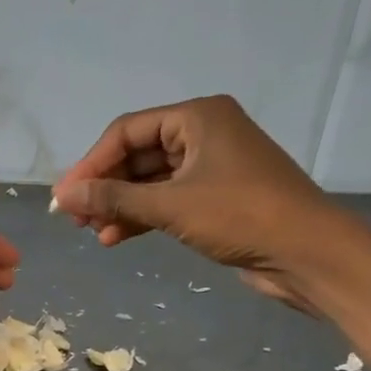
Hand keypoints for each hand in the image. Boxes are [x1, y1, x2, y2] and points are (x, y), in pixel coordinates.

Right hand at [50, 96, 351, 311]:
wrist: (306, 253)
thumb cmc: (240, 216)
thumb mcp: (170, 206)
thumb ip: (114, 198)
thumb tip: (64, 196)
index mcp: (197, 118)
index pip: (127, 131)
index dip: (91, 163)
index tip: (65, 197)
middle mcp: (203, 134)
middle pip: (136, 155)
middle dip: (104, 187)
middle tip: (74, 218)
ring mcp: (210, 167)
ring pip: (149, 181)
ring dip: (119, 206)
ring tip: (92, 233)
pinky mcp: (214, 198)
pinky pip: (166, 200)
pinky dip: (140, 217)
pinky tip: (115, 239)